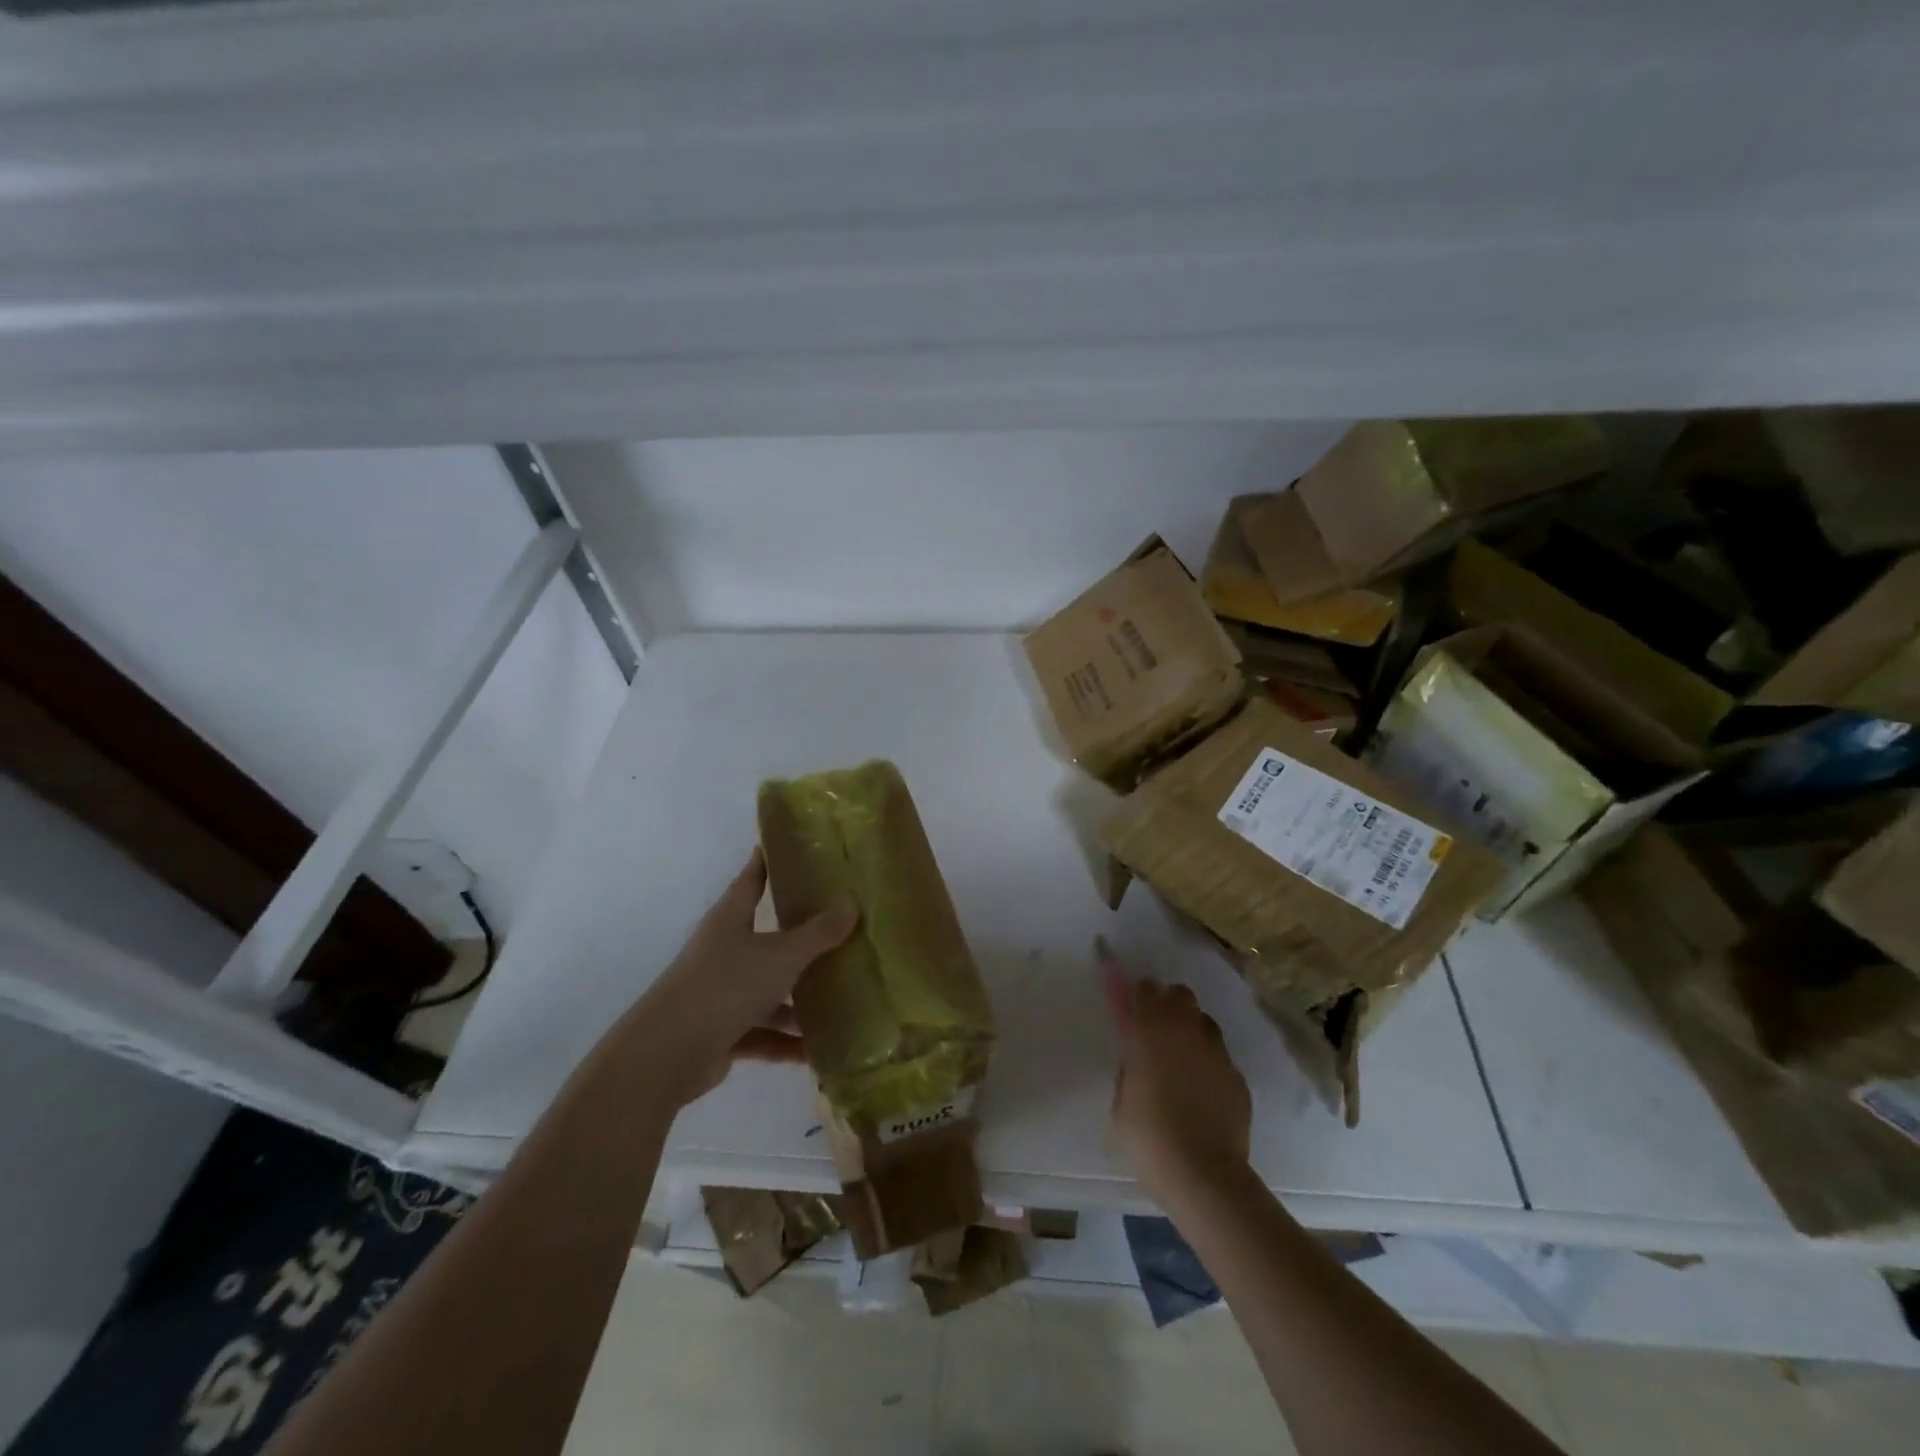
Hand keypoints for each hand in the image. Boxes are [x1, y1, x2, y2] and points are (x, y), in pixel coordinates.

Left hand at [622, 850, 856, 1106]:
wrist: (667, 1054)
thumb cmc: (724, 986)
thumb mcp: (780, 956)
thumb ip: (818, 934)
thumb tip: (852, 904)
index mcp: (731, 919)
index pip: (752, 879)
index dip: (768, 861)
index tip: (790, 846)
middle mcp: (724, 951)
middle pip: (767, 937)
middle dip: (801, 937)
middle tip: (841, 926)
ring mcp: (721, 993)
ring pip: (768, 990)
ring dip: (798, 1000)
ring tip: (841, 1000)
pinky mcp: (721, 1031)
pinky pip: (762, 1032)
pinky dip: (785, 1042)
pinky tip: (817, 1052)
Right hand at [1101, 939, 1252, 1205]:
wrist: (1205, 1175)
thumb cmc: (1149, 1138)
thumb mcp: (1121, 1101)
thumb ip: (1129, 1067)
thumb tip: (1136, 1056)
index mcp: (1148, 1031)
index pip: (1142, 989)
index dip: (1134, 992)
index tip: (1128, 1003)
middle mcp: (1184, 1030)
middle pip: (1178, 994)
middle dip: (1165, 1003)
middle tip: (1154, 1029)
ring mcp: (1215, 1050)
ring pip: (1202, 1019)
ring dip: (1189, 1027)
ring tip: (1180, 1056)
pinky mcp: (1236, 1074)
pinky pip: (1218, 1053)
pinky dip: (1207, 1060)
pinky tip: (1201, 1087)